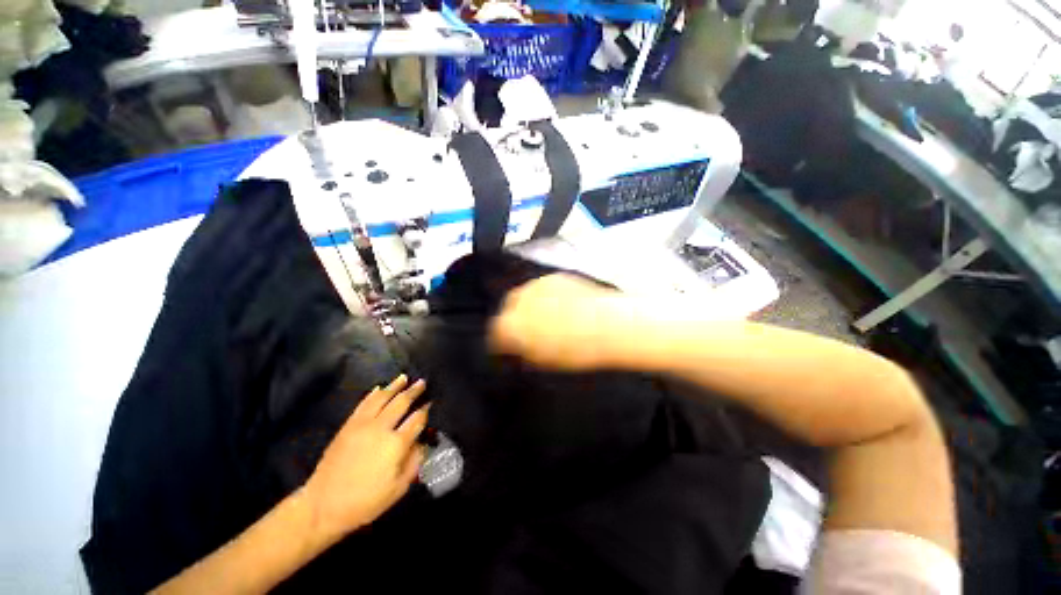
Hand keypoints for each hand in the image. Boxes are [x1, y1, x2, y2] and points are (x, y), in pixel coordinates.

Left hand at [303, 375, 428, 546]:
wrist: (322, 506)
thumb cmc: (365, 501)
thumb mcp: (398, 489)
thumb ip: (414, 463)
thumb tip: (422, 443)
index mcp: (396, 444)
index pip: (417, 419)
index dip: (426, 410)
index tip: (431, 403)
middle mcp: (381, 428)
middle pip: (401, 403)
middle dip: (414, 391)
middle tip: (422, 383)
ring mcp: (363, 425)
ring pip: (382, 398)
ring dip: (395, 386)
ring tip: (404, 378)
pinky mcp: (348, 426)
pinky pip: (363, 404)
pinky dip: (373, 394)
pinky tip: (380, 388)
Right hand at [489, 273, 629, 370]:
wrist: (608, 325)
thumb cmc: (575, 351)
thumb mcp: (543, 360)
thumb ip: (523, 351)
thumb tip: (516, 347)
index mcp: (512, 323)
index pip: (496, 331)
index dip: (502, 341)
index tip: (510, 347)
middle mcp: (520, 299)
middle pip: (508, 307)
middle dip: (514, 318)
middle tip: (528, 331)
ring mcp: (538, 284)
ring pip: (525, 294)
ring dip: (530, 305)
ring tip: (546, 317)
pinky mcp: (556, 276)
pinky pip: (542, 287)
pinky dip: (545, 297)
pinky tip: (560, 305)